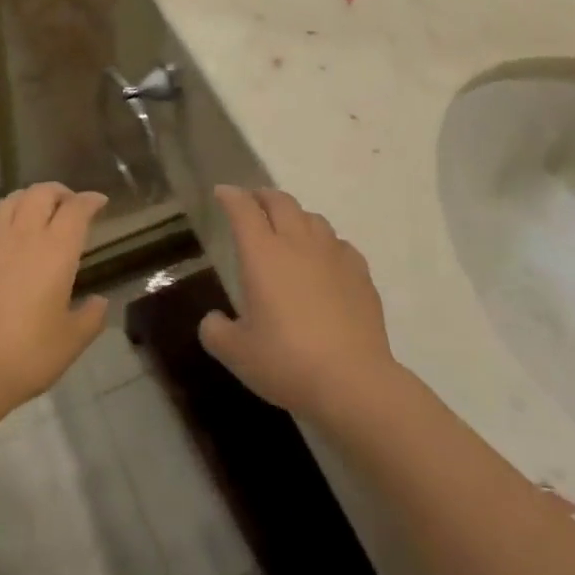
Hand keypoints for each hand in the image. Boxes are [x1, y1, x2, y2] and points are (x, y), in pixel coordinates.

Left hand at [0, 183, 108, 417]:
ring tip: (31, 214)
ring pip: (10, 200)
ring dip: (27, 201)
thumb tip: (99, 301)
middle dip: (59, 192)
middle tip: (66, 205)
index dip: (90, 201)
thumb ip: (91, 316)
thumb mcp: (72, 341)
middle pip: (42, 193)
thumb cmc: (27, 354)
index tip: (99, 202)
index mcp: (56, 249)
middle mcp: (23, 233)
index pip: (77, 209)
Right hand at [199, 185, 397, 420]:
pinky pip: (339, 244)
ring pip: (313, 218)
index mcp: (262, 254)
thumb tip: (214, 320)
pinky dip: (325, 243)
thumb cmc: (286, 361)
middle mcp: (298, 244)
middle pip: (281, 202)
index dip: (231, 197)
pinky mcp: (360, 273)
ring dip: (295, 216)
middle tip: (253, 203)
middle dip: (263, 197)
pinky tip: (324, 260)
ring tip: (288, 229)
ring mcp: (333, 255)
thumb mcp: (236, 353)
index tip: (222, 193)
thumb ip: (216, 331)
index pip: (243, 210)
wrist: (353, 381)